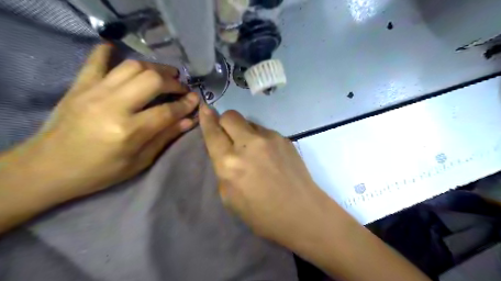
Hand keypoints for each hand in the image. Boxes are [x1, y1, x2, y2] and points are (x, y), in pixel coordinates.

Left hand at [8, 44, 199, 199]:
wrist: (49, 168)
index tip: (196, 99)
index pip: (167, 111)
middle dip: (173, 82)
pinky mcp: (79, 86)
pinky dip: (108, 52)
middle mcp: (112, 106)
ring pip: (131, 67)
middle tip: (181, 88)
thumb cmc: (100, 171)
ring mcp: (93, 92)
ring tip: (165, 74)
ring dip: (154, 68)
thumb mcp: (139, 161)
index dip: (186, 104)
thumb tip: (189, 120)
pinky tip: (117, 49)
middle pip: (152, 80)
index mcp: (129, 131)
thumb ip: (165, 137)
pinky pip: (96, 61)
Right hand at [199, 106, 331, 243]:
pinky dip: (261, 139)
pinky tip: (270, 156)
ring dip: (245, 132)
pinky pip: (265, 132)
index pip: (213, 132)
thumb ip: (223, 170)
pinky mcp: (284, 138)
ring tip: (254, 151)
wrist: (301, 212)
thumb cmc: (262, 214)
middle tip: (229, 135)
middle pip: (231, 116)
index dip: (206, 119)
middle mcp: (248, 144)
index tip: (204, 108)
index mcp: (229, 162)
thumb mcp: (229, 198)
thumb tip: (225, 153)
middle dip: (225, 122)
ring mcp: (269, 138)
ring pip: (249, 123)